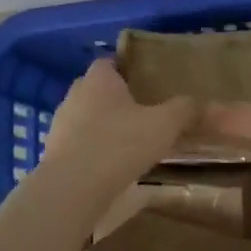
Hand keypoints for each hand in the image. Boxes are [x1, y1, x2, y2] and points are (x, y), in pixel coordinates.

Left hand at [41, 59, 196, 191]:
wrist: (73, 188)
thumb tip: (197, 101)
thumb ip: (183, 109)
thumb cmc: (120, 144)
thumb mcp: (164, 124)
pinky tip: (110, 167)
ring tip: (129, 144)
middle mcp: (75, 94)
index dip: (127, 71)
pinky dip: (92, 151)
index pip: (110, 62)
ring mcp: (60, 124)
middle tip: (143, 115)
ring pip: (86, 118)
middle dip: (117, 100)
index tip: (146, 85)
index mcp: (99, 79)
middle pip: (97, 90)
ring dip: (103, 127)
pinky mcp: (53, 153)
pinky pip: (78, 144)